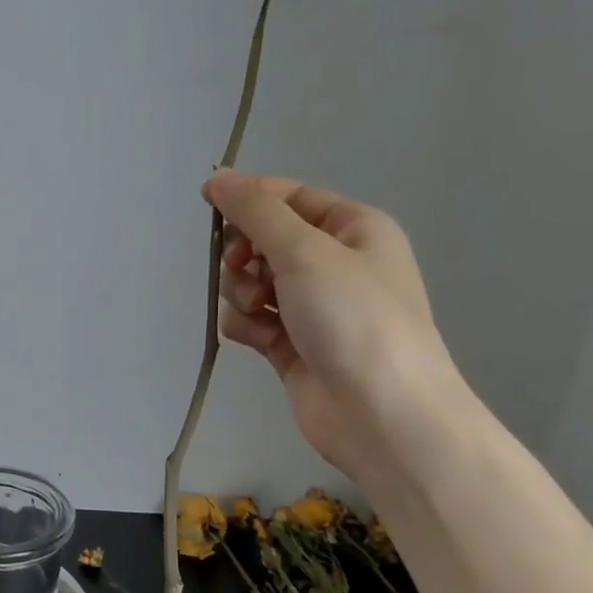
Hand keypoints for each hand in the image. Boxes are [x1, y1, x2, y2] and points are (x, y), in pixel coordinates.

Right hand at [204, 169, 461, 479]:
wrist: (383, 415)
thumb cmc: (354, 319)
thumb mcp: (305, 251)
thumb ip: (256, 211)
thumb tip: (217, 177)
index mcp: (353, 229)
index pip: (290, 197)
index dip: (249, 198)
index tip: (209, 206)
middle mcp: (335, 264)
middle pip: (266, 239)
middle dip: (245, 253)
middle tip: (244, 269)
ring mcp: (313, 307)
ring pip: (252, 281)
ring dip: (242, 292)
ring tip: (257, 310)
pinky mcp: (293, 345)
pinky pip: (252, 319)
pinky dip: (246, 325)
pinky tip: (257, 338)